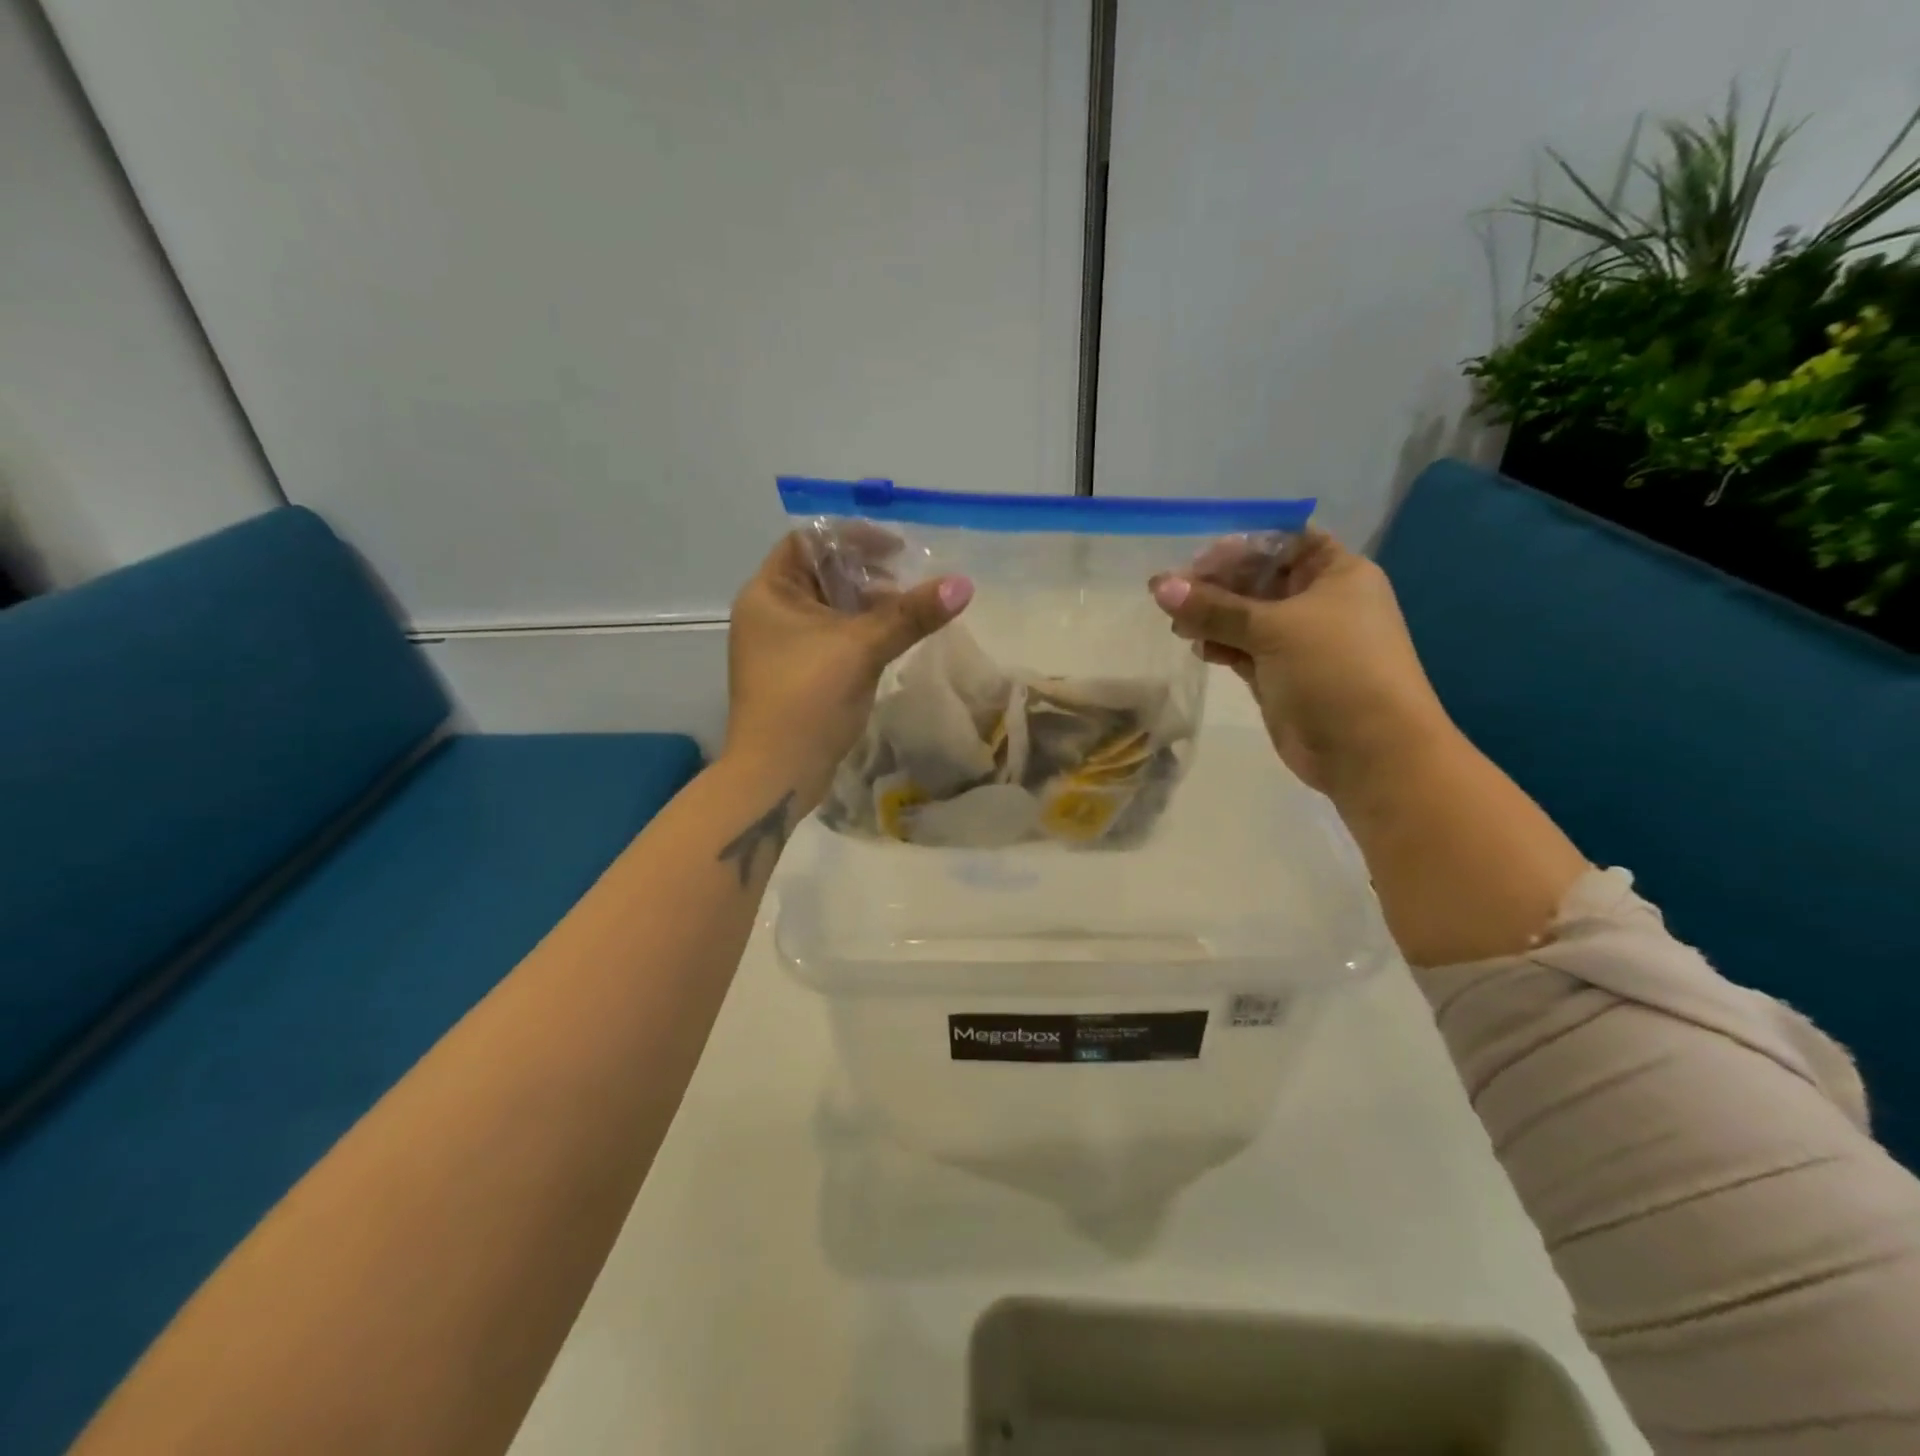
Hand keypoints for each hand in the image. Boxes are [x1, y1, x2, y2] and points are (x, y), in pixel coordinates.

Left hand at [726, 533, 972, 809]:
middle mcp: (770, 612)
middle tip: (910, 582)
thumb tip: (964, 584)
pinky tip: (892, 640)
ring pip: (832, 608)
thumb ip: (911, 615)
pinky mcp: (798, 673)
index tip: (897, 549)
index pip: (810, 541)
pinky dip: (861, 632)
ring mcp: (782, 645)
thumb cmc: (808, 699)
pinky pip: (833, 637)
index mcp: (769, 592)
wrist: (777, 774)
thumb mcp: (862, 649)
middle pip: (823, 573)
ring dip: (869, 605)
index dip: (854, 538)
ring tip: (910, 611)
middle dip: (868, 573)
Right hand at [1149, 531, 1448, 795]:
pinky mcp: (1282, 674)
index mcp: (1336, 573)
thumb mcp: (1273, 629)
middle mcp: (1320, 601)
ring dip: (1212, 617)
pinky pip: (1244, 649)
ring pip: (1247, 617)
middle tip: (1170, 595)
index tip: (1195, 561)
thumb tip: (1159, 586)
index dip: (1239, 547)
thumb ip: (1214, 608)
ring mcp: (1300, 640)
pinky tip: (1197, 648)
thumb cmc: (1333, 670)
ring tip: (1177, 626)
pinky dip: (1221, 645)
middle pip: (1258, 578)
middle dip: (1215, 585)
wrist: (1369, 750)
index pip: (1282, 541)